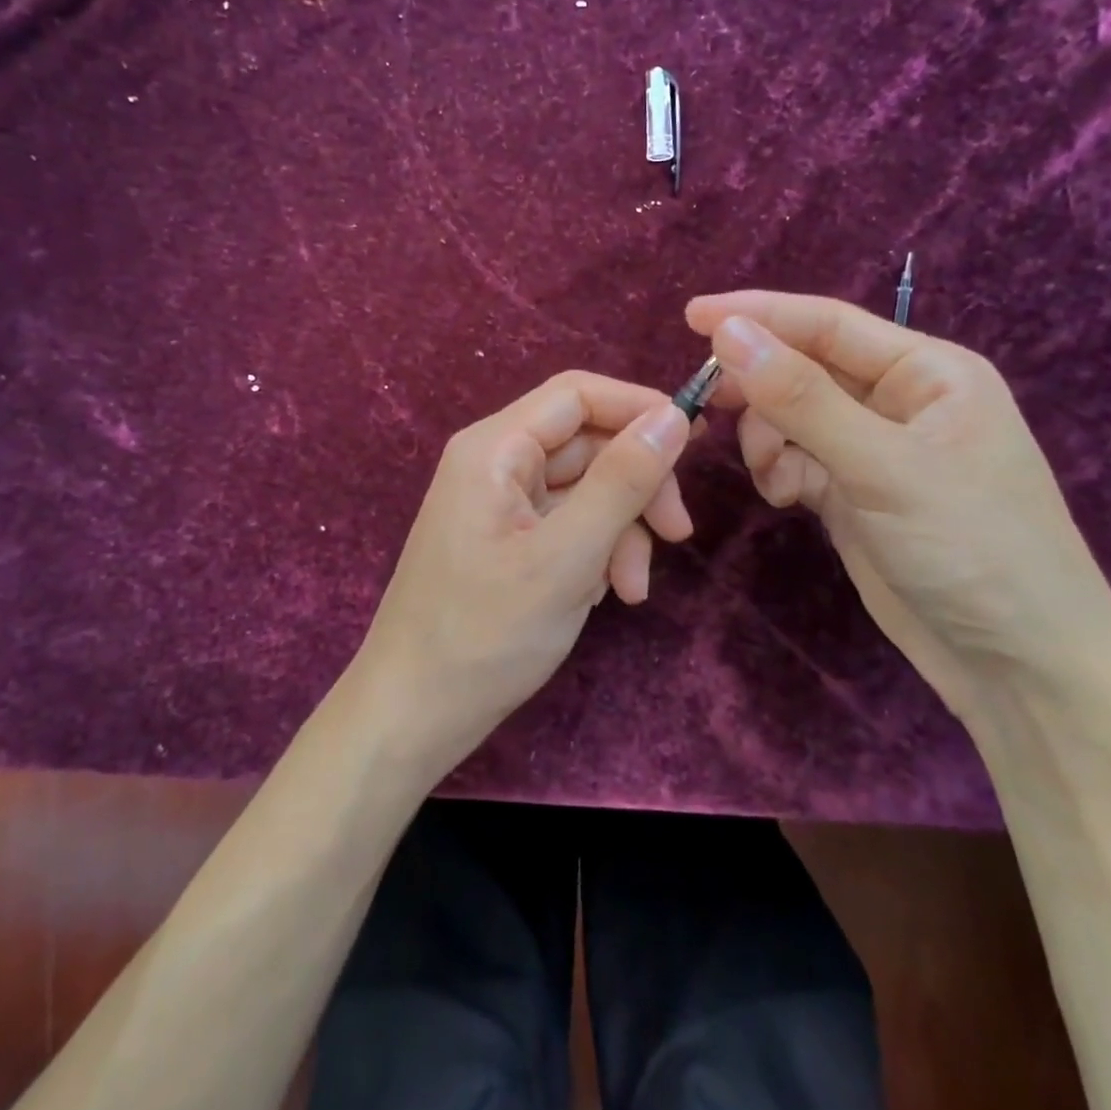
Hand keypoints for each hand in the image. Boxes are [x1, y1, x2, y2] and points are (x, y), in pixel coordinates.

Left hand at [351, 371, 693, 774]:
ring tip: (632, 590)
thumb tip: (674, 416)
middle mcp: (496, 464)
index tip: (698, 440)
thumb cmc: (484, 635)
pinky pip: (568, 526)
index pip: (578, 394)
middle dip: (637, 488)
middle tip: (679, 535)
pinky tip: (602, 596)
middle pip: (588, 445)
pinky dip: (596, 554)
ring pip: (585, 491)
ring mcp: (501, 505)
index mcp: (495, 449)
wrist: (413, 715)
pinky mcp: (508, 541)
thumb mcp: (567, 557)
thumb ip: (623, 482)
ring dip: (621, 532)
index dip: (640, 406)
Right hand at [686, 291, 1110, 719]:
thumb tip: (729, 331)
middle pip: (804, 369)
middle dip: (759, 386)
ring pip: (792, 418)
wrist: (1018, 665)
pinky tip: (784, 500)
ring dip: (767, 438)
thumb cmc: (972, 548)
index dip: (758, 315)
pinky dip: (779, 472)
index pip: (827, 323)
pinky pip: (796, 461)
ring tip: (772, 476)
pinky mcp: (854, 494)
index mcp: (927, 372)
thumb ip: (801, 398)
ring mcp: (874, 450)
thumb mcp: (883, 466)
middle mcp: (899, 401)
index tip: (690, 316)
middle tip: (708, 403)